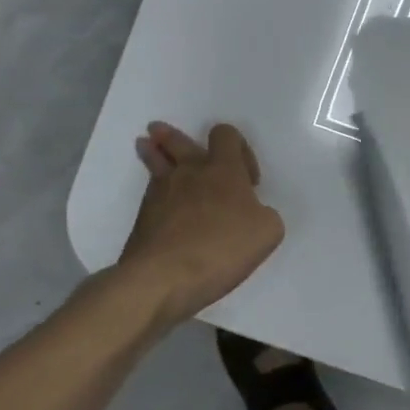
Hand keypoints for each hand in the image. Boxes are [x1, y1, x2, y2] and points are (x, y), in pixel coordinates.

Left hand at [119, 122, 283, 323]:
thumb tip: (253, 214)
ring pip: (156, 163)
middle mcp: (189, 173)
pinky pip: (151, 193)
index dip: (239, 147)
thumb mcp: (268, 233)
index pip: (225, 135)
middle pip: (178, 142)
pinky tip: (158, 200)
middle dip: (172, 136)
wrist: (162, 278)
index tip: (248, 180)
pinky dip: (155, 190)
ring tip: (146, 145)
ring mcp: (160, 194)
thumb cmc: (221, 248)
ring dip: (153, 153)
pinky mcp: (142, 219)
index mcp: (223, 170)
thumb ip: (265, 215)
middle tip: (161, 131)